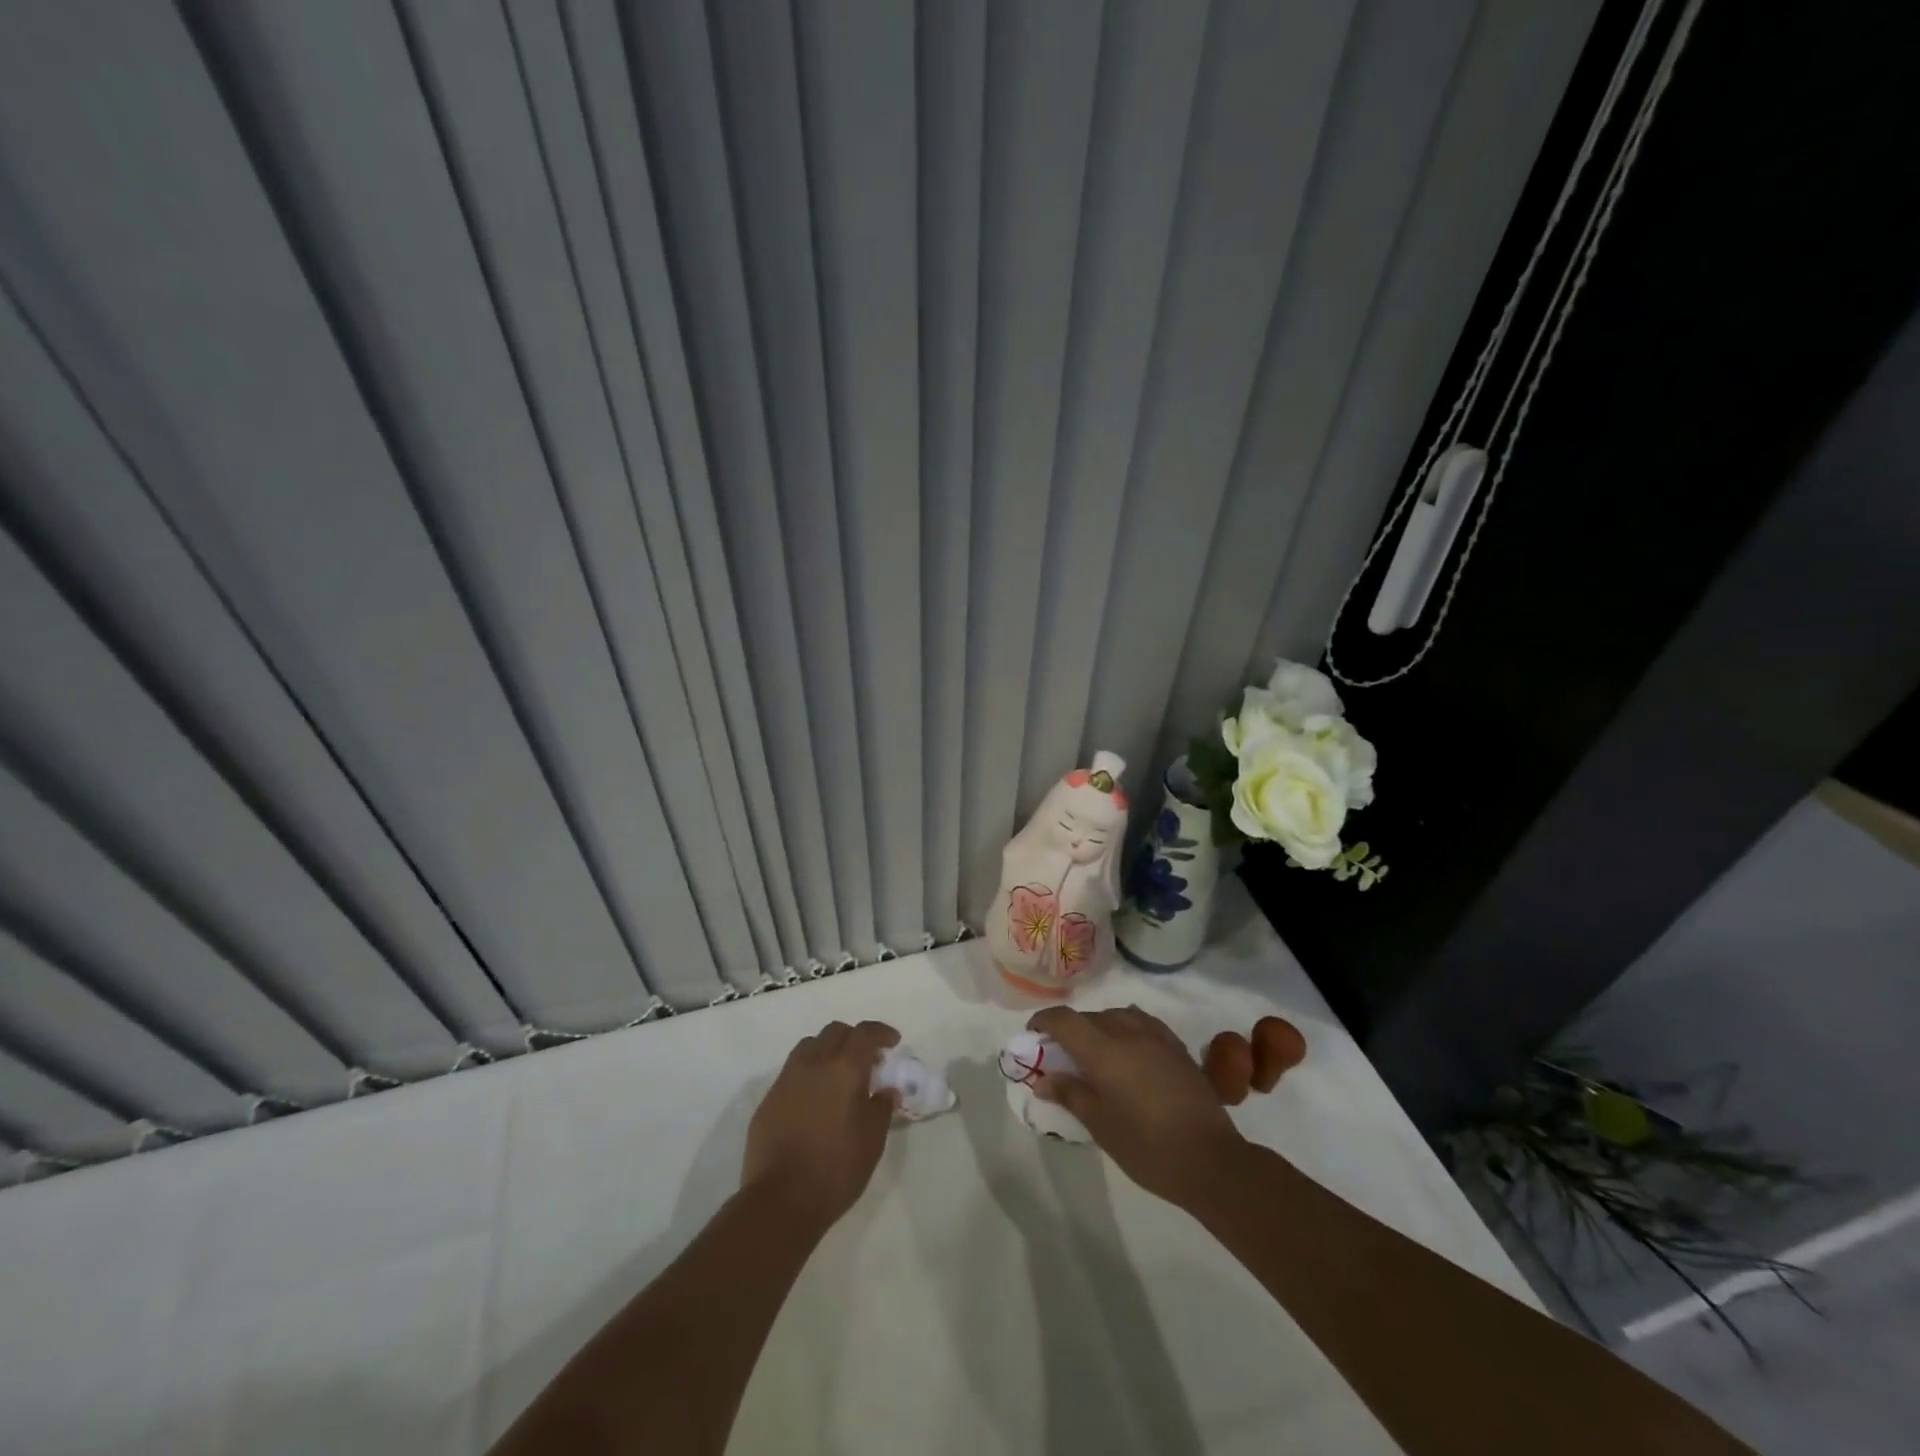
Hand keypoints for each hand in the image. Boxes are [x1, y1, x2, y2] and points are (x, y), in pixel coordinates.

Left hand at [742, 1020, 899, 1232]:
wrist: (780, 1201)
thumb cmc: (835, 1170)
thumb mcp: (872, 1141)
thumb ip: (881, 1107)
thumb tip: (885, 1089)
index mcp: (844, 1069)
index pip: (865, 1033)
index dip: (881, 1032)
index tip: (893, 1042)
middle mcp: (813, 1064)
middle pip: (835, 1032)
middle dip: (854, 1038)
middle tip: (867, 1059)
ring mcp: (786, 1079)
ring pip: (810, 1046)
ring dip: (828, 1050)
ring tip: (838, 1075)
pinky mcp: (768, 1099)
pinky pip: (792, 1071)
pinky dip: (809, 1073)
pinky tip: (815, 1100)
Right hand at [1028, 1005, 1245, 1207]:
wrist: (1211, 1160)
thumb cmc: (1147, 1147)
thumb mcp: (1100, 1125)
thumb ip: (1070, 1094)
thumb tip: (1044, 1079)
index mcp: (1103, 1050)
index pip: (1065, 1020)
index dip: (1044, 1021)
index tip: (1033, 1035)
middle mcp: (1128, 1032)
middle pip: (1090, 1017)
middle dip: (1071, 1030)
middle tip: (1062, 1057)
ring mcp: (1156, 1036)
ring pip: (1117, 1016)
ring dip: (1099, 1027)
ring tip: (1096, 1054)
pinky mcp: (1177, 1047)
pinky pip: (1143, 1023)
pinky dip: (1126, 1028)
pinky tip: (1129, 1051)